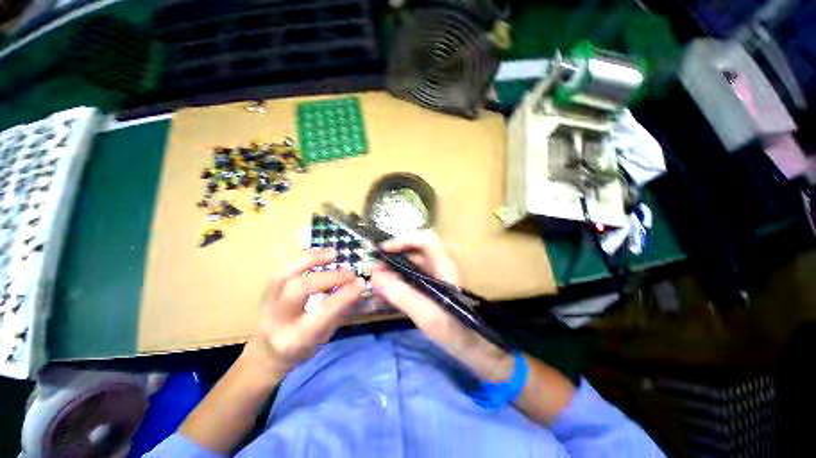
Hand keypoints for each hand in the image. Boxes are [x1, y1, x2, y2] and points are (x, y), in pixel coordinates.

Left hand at [249, 249, 365, 373]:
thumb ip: (340, 310)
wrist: (267, 352)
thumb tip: (356, 285)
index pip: (322, 312)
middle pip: (300, 289)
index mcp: (295, 339)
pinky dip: (303, 258)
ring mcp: (267, 302)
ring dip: (312, 259)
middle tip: (349, 272)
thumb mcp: (325, 336)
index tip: (361, 283)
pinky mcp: (266, 290)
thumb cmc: (302, 347)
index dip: (344, 295)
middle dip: (328, 277)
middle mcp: (277, 319)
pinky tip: (319, 253)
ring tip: (332, 254)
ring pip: (285, 274)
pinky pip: (283, 268)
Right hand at [371, 231, 513, 381]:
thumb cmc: (455, 330)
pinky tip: (386, 297)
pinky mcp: (433, 289)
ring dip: (393, 273)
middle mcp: (441, 267)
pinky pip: (413, 280)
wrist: (476, 349)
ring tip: (376, 285)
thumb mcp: (426, 313)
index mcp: (445, 266)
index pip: (425, 240)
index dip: (404, 240)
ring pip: (412, 267)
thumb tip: (375, 274)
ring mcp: (437, 278)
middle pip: (415, 252)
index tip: (383, 251)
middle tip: (374, 271)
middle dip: (393, 259)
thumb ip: (400, 293)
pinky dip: (398, 284)